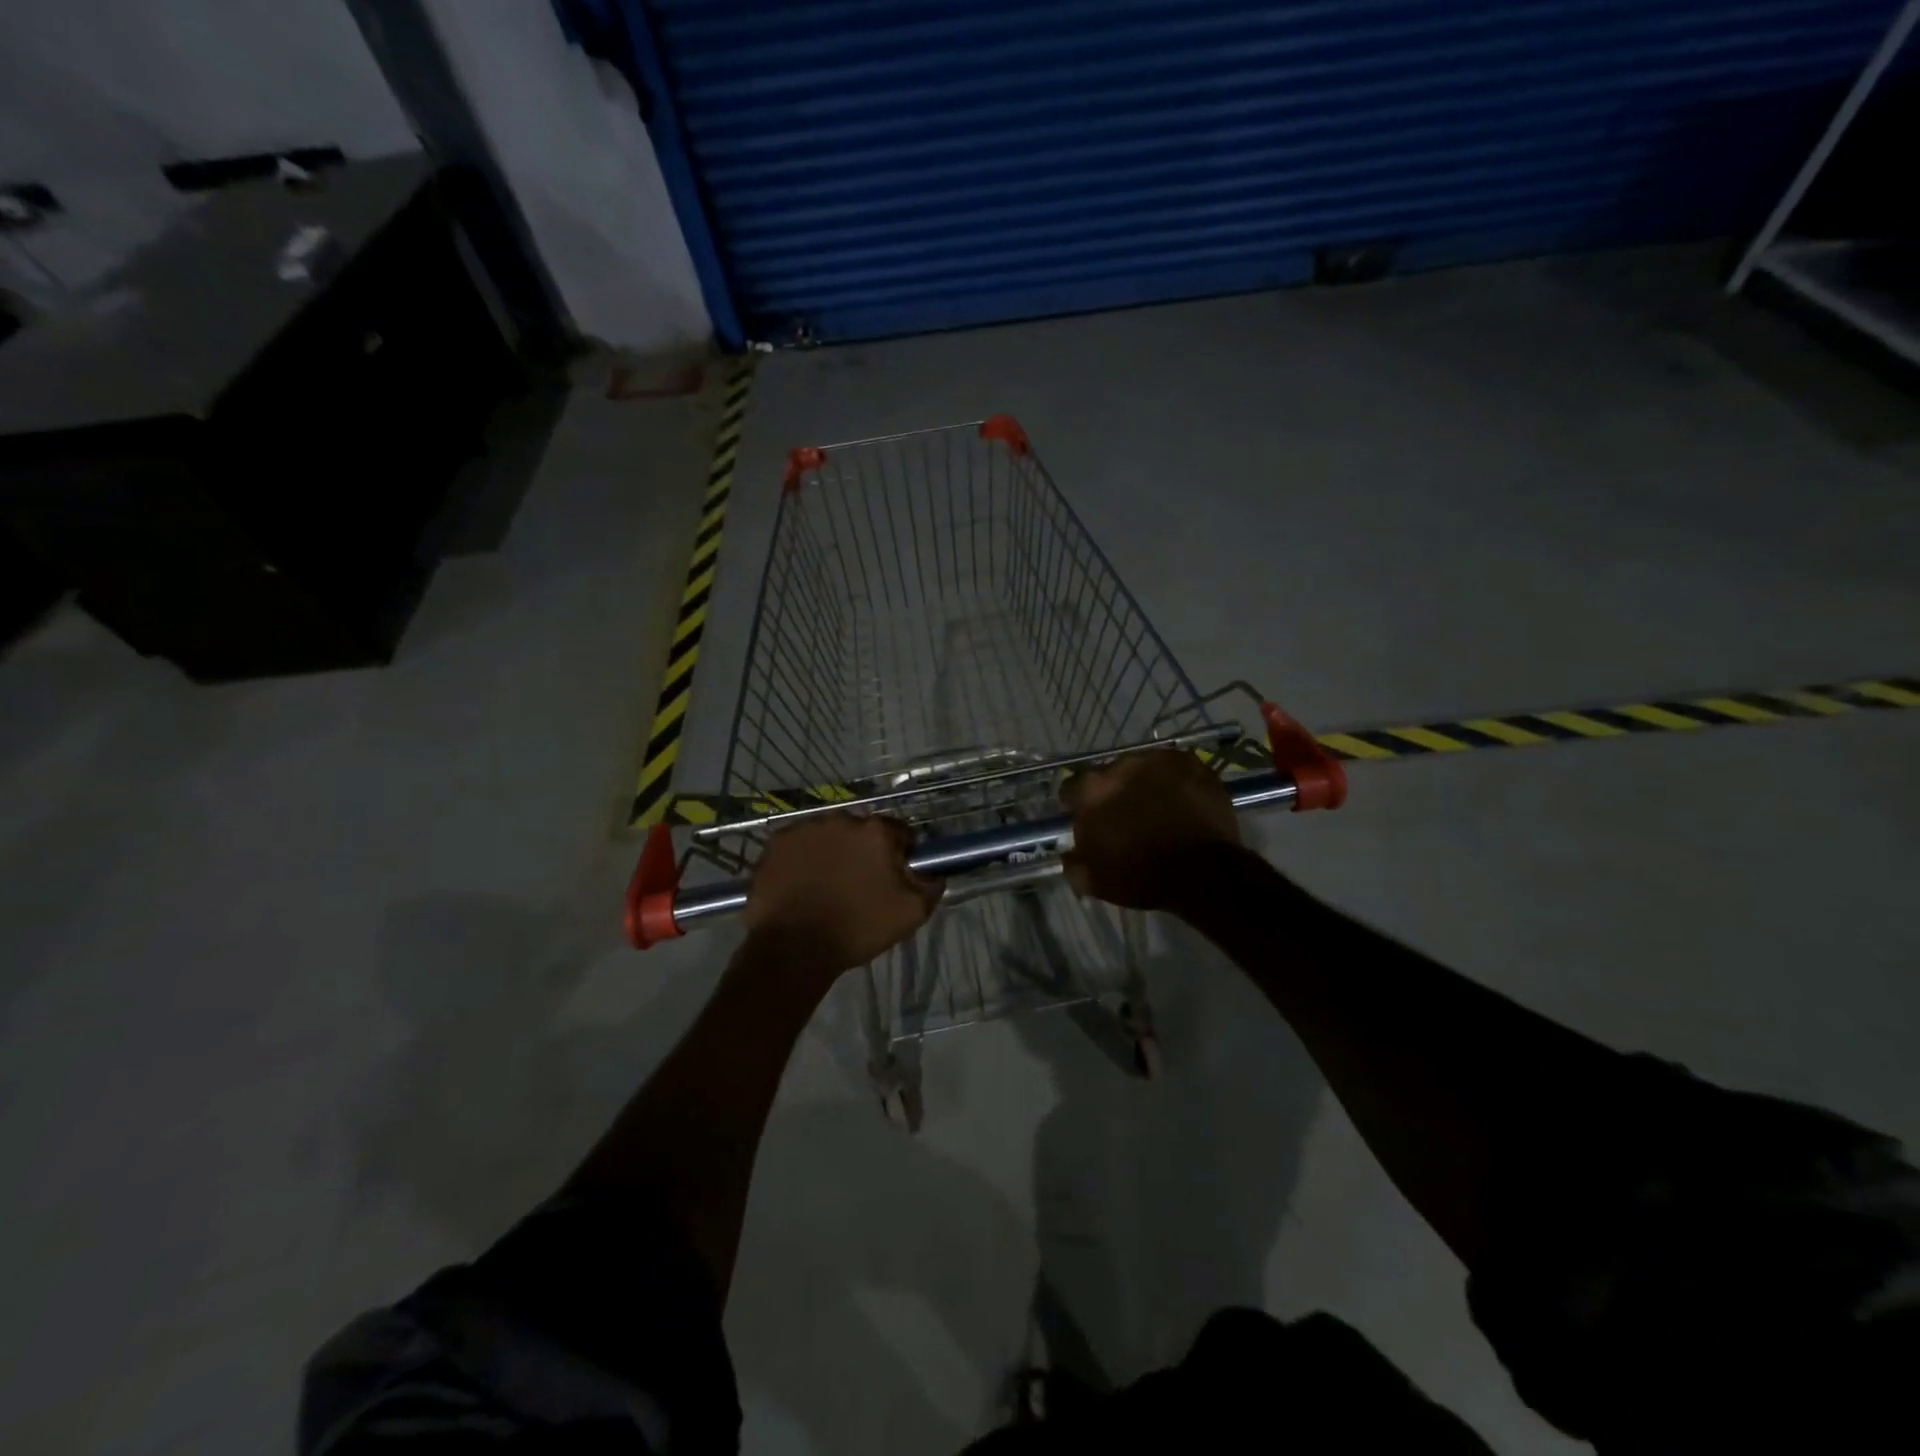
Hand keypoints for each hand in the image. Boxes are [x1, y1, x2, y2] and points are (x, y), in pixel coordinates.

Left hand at [743, 813, 943, 972]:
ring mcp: (804, 828)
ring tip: (827, 886)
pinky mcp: (776, 843)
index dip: (901, 854)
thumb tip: (934, 869)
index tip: (894, 877)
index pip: (899, 833)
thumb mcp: (912, 912)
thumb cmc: (858, 928)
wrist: (795, 949)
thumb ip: (931, 883)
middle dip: (864, 852)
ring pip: (828, 836)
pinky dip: (802, 859)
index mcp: (876, 831)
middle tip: (859, 884)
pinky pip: (799, 846)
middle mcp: (841, 819)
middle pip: (861, 832)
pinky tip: (802, 885)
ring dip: (832, 852)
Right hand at [1061, 749, 1241, 909]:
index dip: (1077, 804)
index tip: (1086, 818)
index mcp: (1092, 791)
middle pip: (1109, 775)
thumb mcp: (1095, 882)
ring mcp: (1158, 760)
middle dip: (1114, 792)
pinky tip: (1183, 802)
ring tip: (1160, 808)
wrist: (1203, 874)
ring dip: (1145, 783)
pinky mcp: (1191, 762)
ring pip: (1143, 768)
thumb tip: (1070, 854)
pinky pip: (1175, 768)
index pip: (1072, 788)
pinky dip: (1175, 781)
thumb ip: (1074, 863)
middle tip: (1127, 816)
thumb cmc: (1142, 877)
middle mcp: (1121, 766)